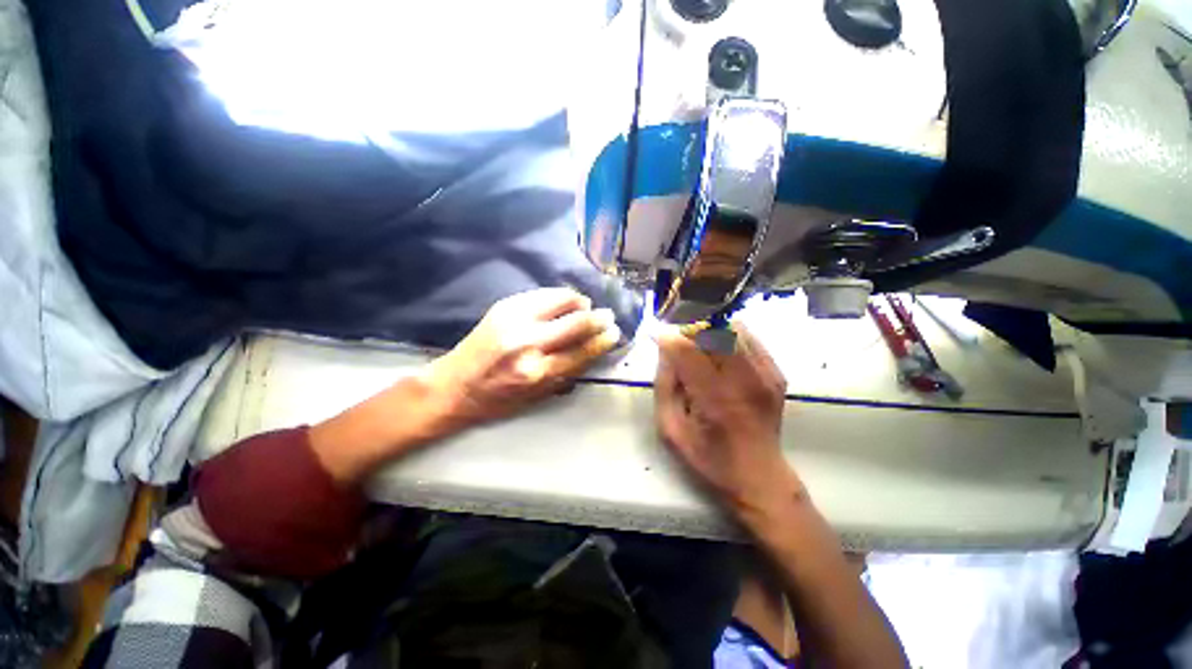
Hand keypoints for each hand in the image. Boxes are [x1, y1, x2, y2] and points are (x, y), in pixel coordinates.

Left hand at [425, 288, 621, 427]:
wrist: (454, 386)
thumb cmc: (497, 400)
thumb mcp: (537, 397)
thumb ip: (567, 373)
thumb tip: (592, 349)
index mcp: (538, 373)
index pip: (583, 350)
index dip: (603, 340)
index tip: (615, 333)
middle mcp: (528, 344)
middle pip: (577, 322)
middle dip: (598, 318)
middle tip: (607, 316)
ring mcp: (515, 320)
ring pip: (561, 300)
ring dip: (580, 302)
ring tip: (585, 307)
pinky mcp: (504, 306)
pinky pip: (542, 294)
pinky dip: (559, 297)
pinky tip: (563, 302)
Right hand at [654, 325, 799, 518]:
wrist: (760, 476)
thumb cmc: (709, 458)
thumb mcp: (671, 429)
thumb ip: (664, 386)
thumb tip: (665, 350)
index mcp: (716, 399)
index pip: (687, 350)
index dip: (669, 339)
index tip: (657, 338)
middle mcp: (745, 380)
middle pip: (713, 331)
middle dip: (689, 332)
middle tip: (679, 345)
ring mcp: (765, 374)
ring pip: (732, 329)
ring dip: (709, 333)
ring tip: (699, 350)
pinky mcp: (776, 373)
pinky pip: (748, 338)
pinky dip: (729, 338)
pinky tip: (719, 355)